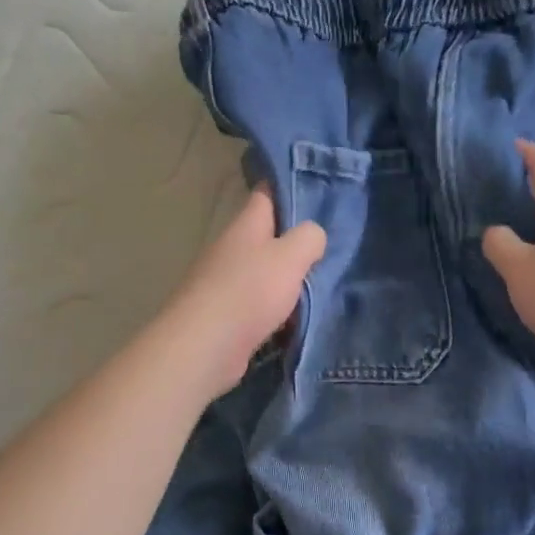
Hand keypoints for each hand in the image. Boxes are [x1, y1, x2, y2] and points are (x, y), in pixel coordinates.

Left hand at [158, 188, 326, 397]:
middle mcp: (231, 249)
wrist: (205, 347)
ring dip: (286, 278)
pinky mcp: (225, 316)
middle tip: (329, 245)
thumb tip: (313, 235)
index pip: (265, 194)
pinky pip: (258, 305)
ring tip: (320, 284)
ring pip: (263, 272)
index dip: (286, 187)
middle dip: (293, 240)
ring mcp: (224, 283)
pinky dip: (276, 310)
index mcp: (245, 226)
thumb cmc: (249, 292)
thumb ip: (308, 238)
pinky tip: (297, 319)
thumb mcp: (290, 257)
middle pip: (265, 236)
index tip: (314, 188)